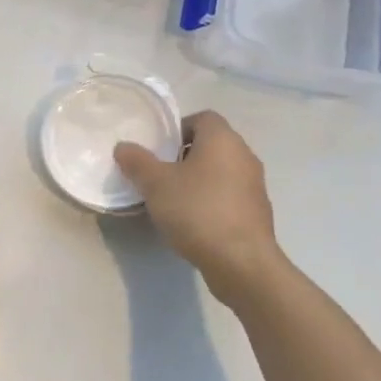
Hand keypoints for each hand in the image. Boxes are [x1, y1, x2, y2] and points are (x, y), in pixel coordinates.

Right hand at [114, 110, 284, 307]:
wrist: (241, 262)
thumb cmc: (197, 210)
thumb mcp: (155, 184)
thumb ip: (137, 161)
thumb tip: (123, 147)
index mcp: (223, 140)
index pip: (202, 117)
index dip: (178, 128)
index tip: (158, 149)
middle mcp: (244, 156)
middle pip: (211, 144)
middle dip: (184, 155)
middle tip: (159, 173)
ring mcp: (255, 185)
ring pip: (220, 171)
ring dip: (198, 179)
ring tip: (172, 198)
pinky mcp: (257, 212)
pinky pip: (229, 195)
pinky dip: (211, 200)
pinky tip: (192, 220)